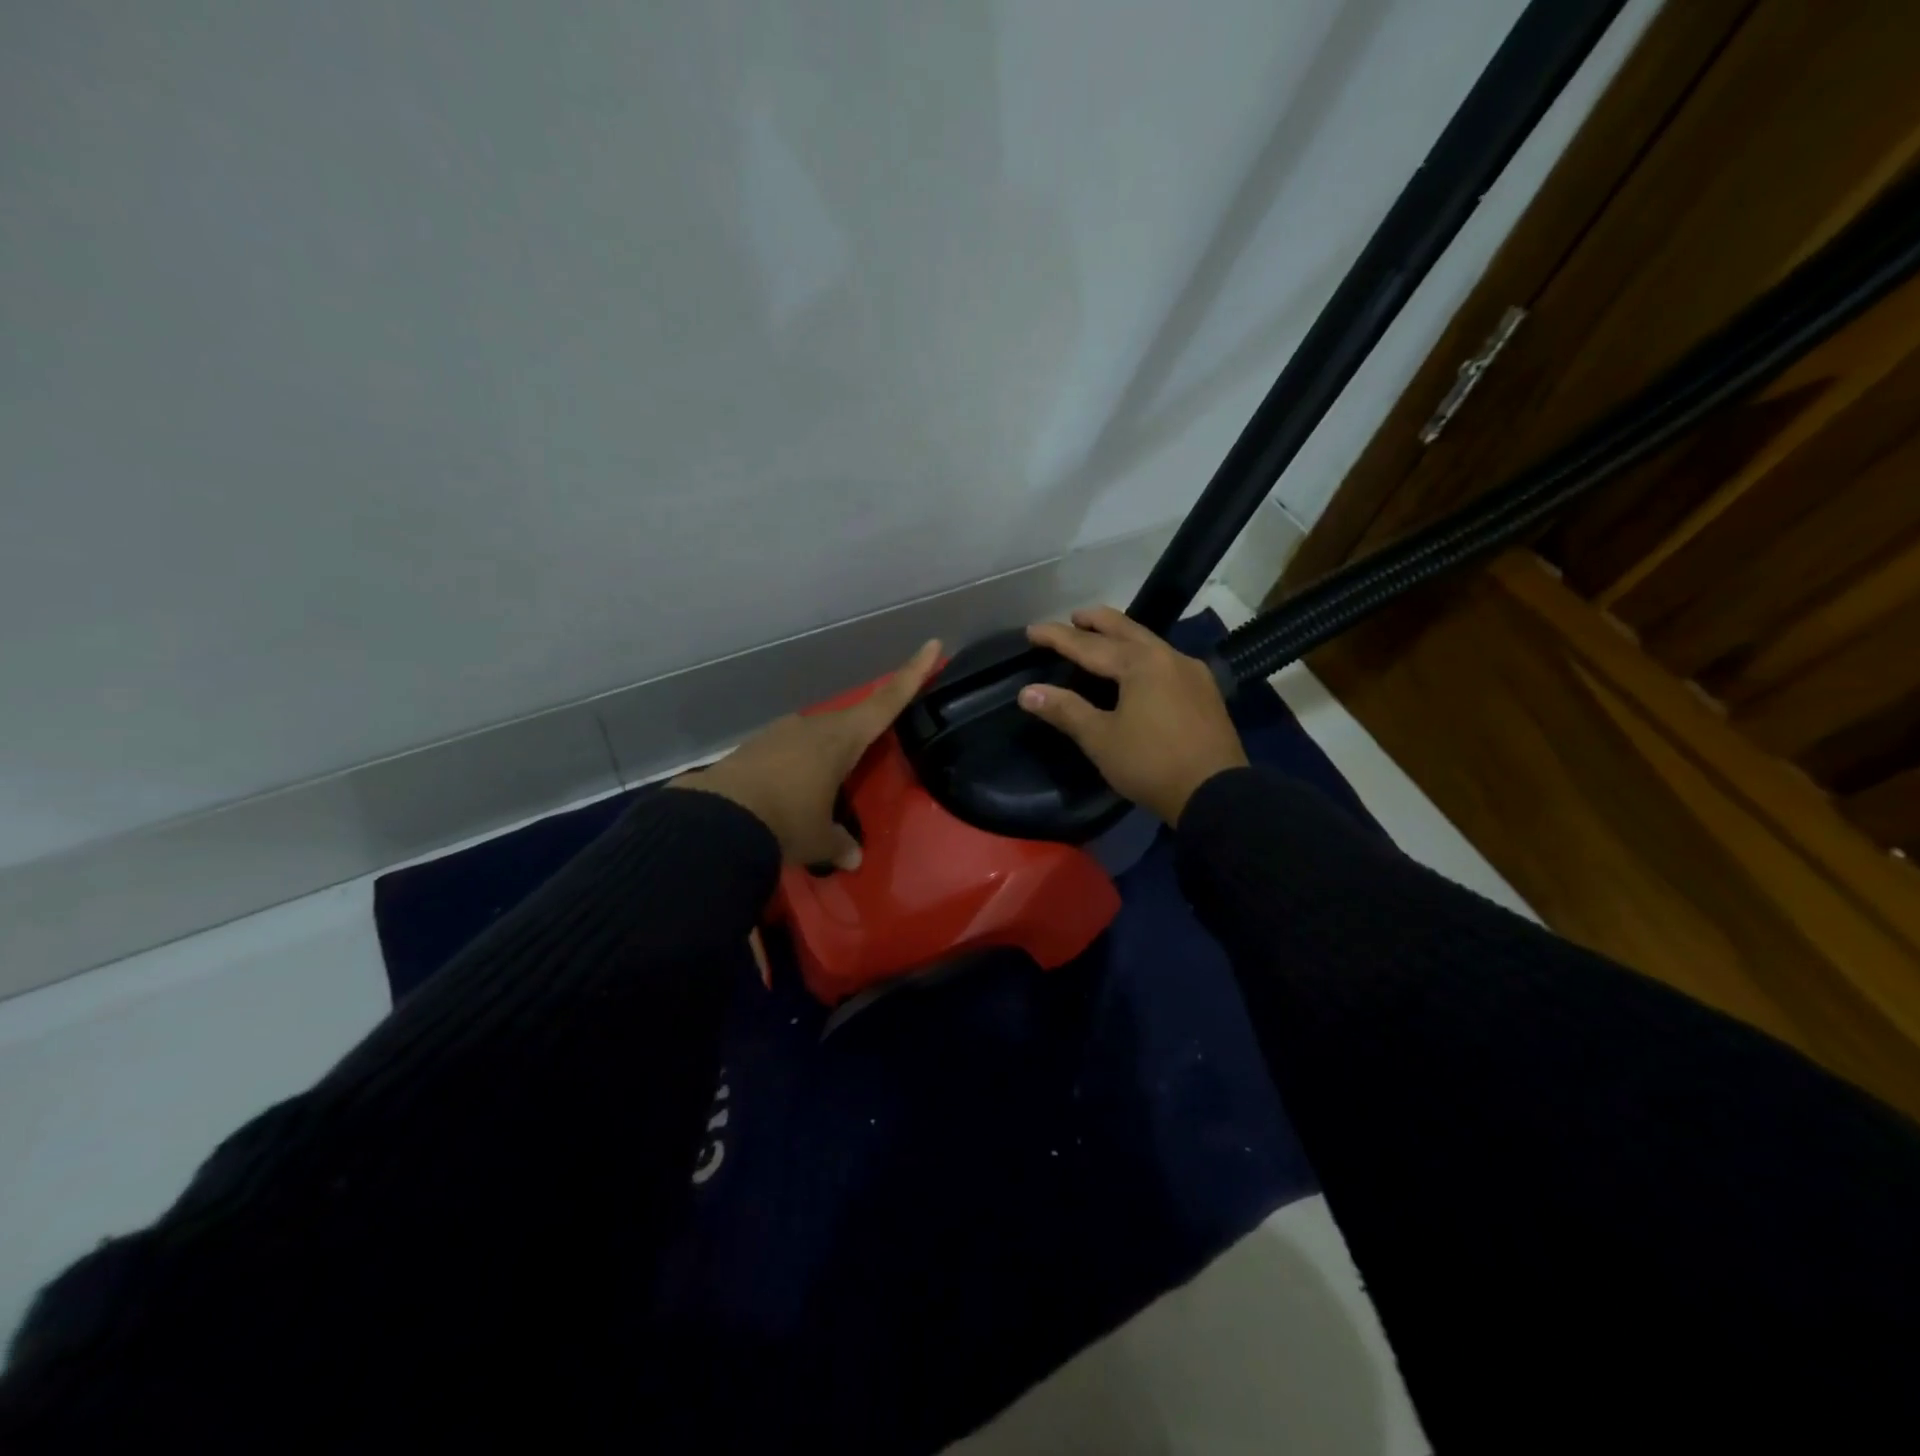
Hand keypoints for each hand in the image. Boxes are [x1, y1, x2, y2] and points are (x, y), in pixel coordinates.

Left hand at [671, 640, 942, 867]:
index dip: (912, 674)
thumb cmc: (786, 821)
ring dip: (823, 760)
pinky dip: (794, 770)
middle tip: (869, 757)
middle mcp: (815, 726)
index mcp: (843, 738)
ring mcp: (780, 733)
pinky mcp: (754, 746)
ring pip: (815, 739)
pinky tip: (785, 797)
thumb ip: (839, 844)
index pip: (887, 701)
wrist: (716, 818)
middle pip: (850, 723)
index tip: (932, 644)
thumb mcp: (819, 839)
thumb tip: (852, 859)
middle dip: (862, 737)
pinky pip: (787, 754)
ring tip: (820, 794)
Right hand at [1019, 607, 1246, 824]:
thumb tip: (1028, 692)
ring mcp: (1192, 673)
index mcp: (1140, 663)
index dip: (1057, 637)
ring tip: (1102, 639)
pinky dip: (1142, 656)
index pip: (1088, 645)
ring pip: (1149, 643)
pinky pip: (1166, 661)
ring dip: (1122, 637)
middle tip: (1074, 617)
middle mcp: (1168, 657)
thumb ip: (1065, 710)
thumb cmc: (1151, 764)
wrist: (1215, 793)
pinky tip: (1139, 669)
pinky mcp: (1205, 692)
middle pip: (1126, 630)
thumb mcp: (1101, 739)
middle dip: (1097, 621)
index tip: (1031, 630)